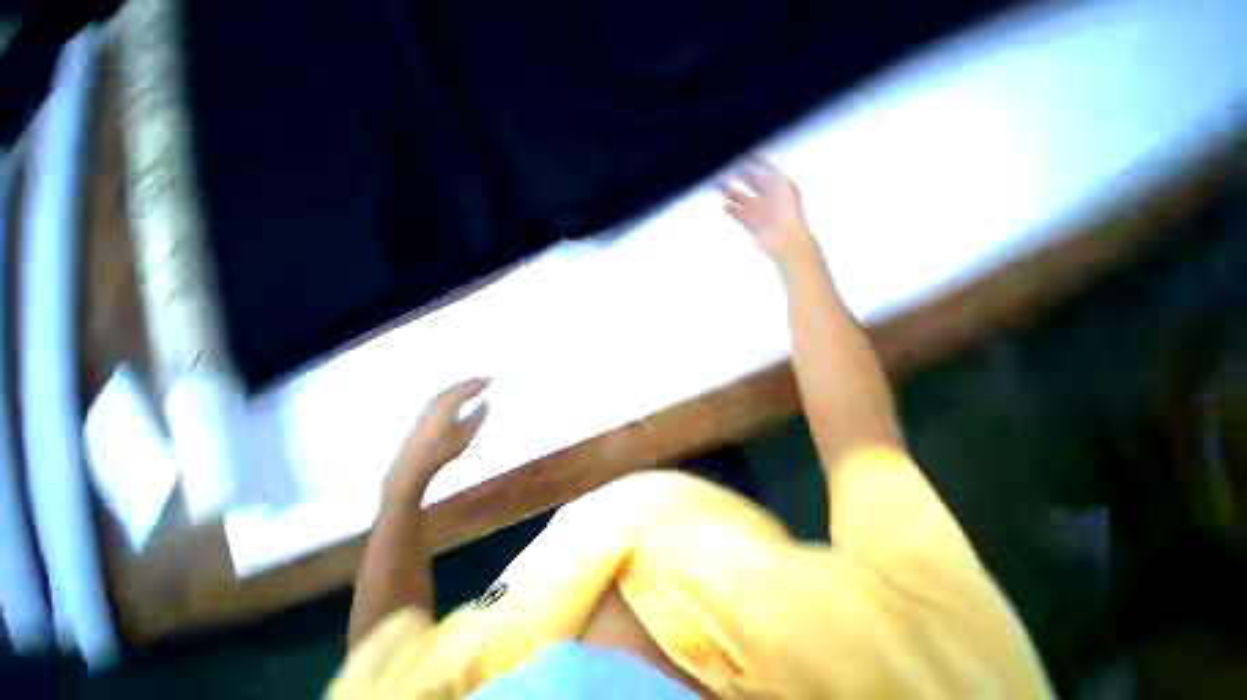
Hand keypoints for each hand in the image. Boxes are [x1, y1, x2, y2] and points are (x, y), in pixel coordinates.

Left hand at [384, 377, 489, 506]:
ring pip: (448, 392)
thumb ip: (479, 415)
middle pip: (456, 386)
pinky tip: (455, 401)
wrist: (412, 464)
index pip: (467, 386)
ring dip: (460, 389)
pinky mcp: (423, 416)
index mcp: (449, 401)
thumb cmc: (442, 449)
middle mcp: (437, 400)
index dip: (480, 382)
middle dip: (470, 383)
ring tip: (472, 390)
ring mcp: (428, 407)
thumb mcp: (467, 433)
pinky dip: (452, 395)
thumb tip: (487, 402)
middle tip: (483, 381)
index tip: (491, 379)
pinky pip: (442, 398)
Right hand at [721, 159, 815, 266]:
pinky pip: (740, 215)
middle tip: (729, 169)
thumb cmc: (789, 212)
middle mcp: (772, 199)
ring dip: (733, 193)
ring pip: (744, 200)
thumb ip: (768, 173)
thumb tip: (756, 164)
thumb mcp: (781, 185)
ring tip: (722, 185)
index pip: (766, 171)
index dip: (755, 163)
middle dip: (742, 177)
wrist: (787, 238)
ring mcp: (762, 213)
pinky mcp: (753, 225)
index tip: (743, 156)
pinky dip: (733, 210)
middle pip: (753, 184)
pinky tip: (724, 205)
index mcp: (782, 188)